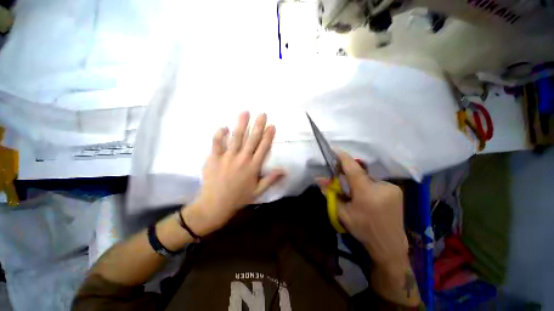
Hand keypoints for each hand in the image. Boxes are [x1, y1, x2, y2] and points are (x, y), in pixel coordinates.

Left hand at [182, 112, 284, 235]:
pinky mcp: (214, 158)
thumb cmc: (239, 198)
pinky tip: (224, 126)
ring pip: (236, 138)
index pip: (263, 148)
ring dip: (241, 124)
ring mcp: (228, 157)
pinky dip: (220, 134)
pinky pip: (217, 143)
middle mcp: (242, 159)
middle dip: (258, 125)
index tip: (272, 125)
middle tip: (262, 114)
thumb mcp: (258, 191)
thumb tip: (284, 170)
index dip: (268, 136)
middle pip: (252, 139)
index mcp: (253, 167)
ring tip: (245, 112)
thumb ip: (271, 179)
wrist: (215, 204)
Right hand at [318, 151, 407, 262]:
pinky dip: (368, 185)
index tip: (334, 149)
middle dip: (348, 174)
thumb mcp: (342, 212)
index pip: (353, 168)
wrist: (389, 245)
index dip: (343, 157)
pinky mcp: (397, 190)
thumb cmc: (363, 230)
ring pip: (367, 178)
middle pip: (359, 173)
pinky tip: (367, 197)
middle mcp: (382, 186)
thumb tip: (319, 179)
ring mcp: (392, 187)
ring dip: (358, 181)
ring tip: (355, 194)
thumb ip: (330, 193)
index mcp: (367, 193)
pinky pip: (376, 182)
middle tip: (340, 180)